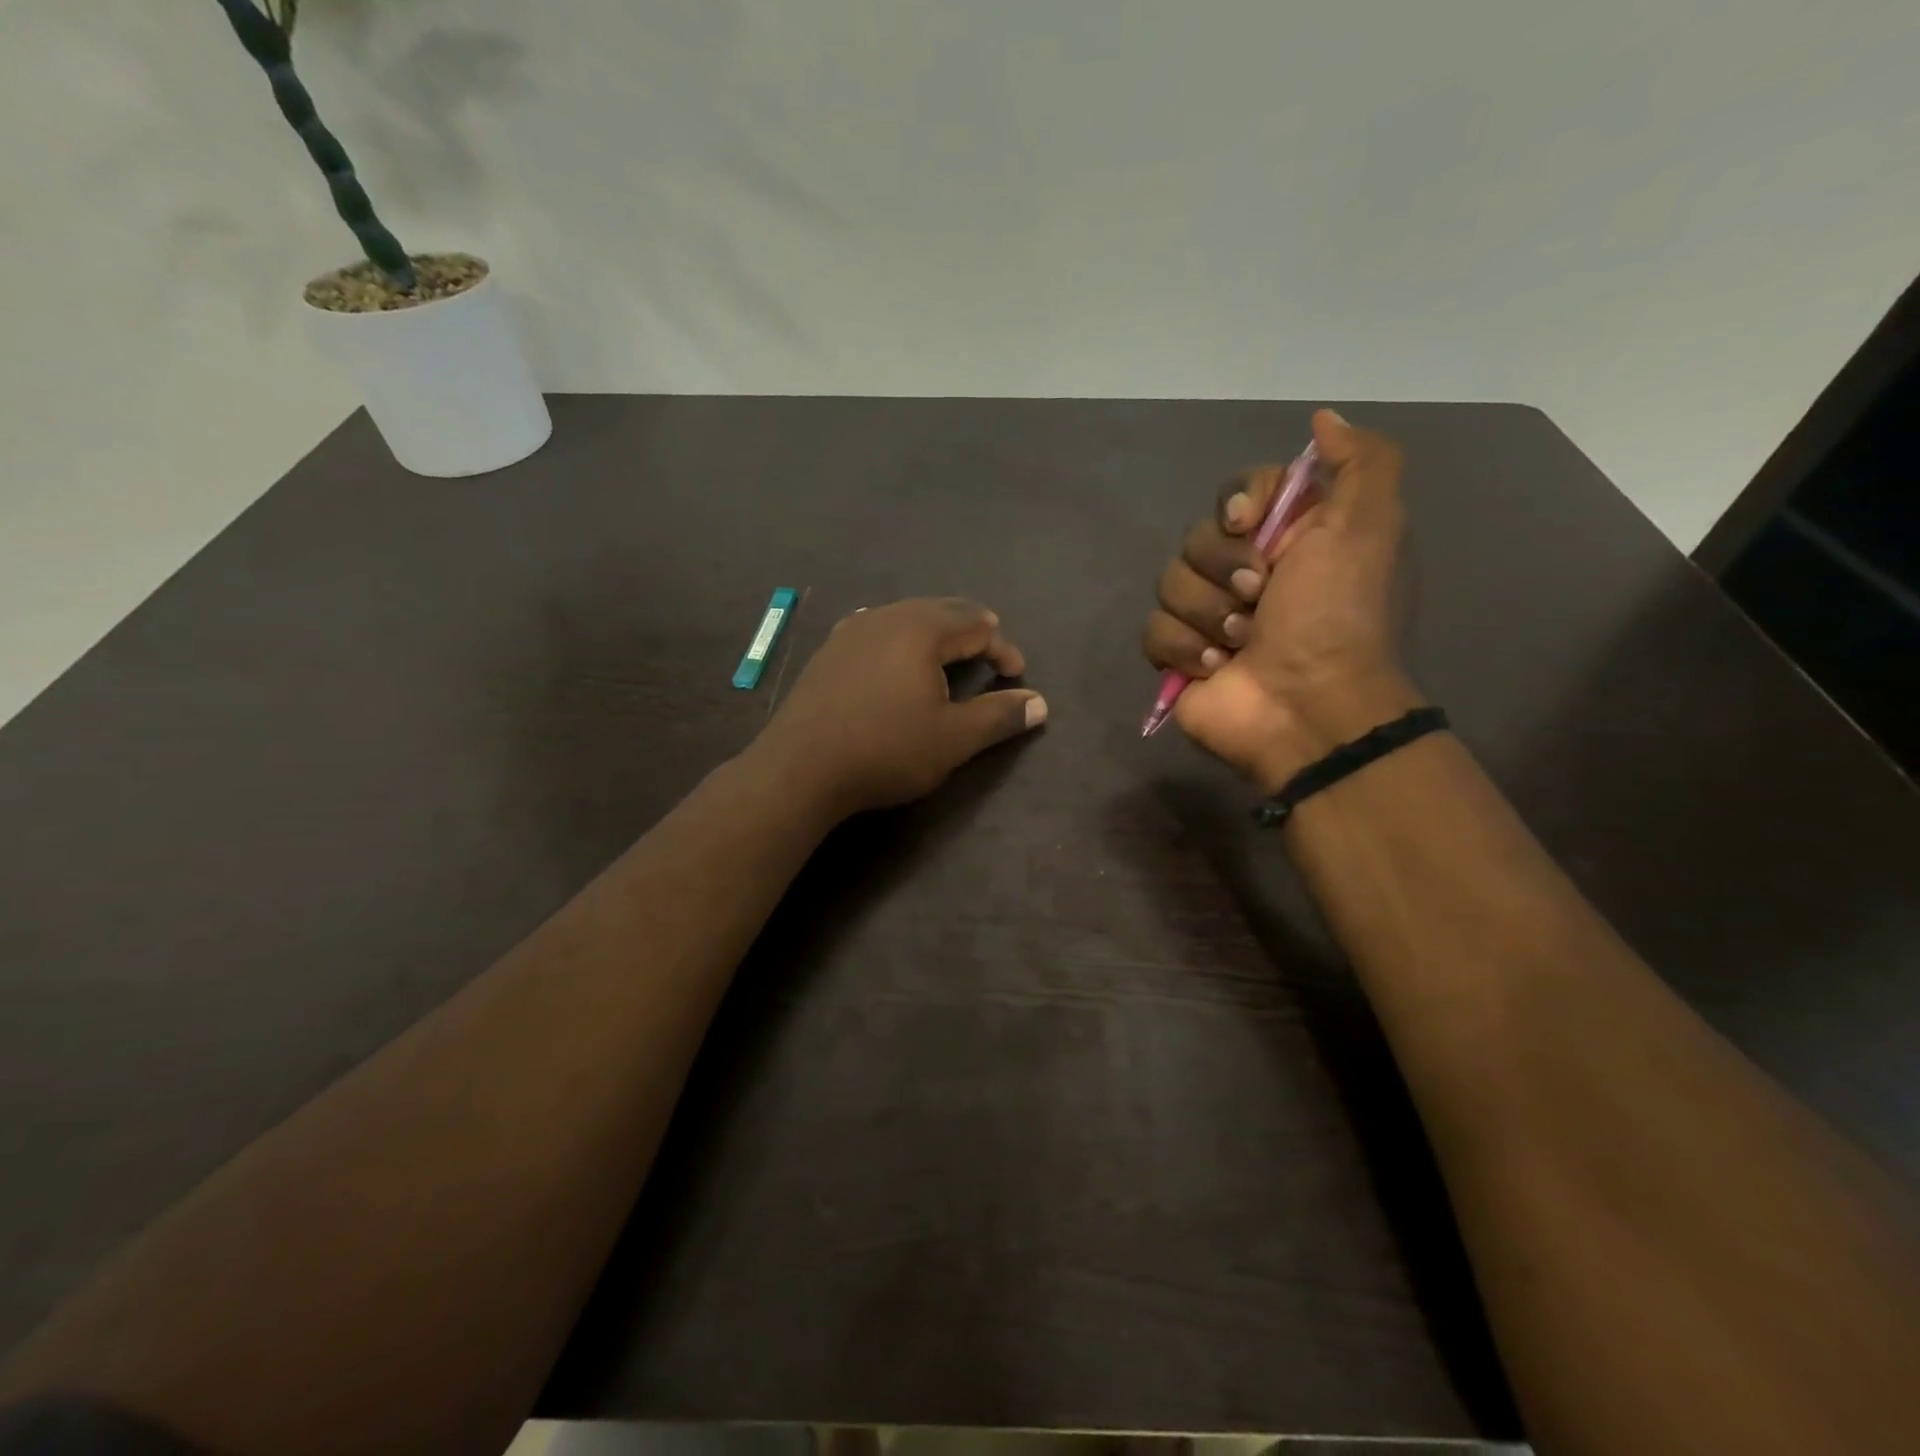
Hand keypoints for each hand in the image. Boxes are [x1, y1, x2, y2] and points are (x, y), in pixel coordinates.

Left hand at [760, 597, 1047, 816]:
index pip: (977, 624)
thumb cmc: (886, 750)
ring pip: (906, 617)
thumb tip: (1040, 703)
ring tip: (948, 657)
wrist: (800, 768)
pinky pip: (877, 631)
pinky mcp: (828, 651)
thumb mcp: (953, 739)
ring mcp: (851, 631)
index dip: (1003, 649)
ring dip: (935, 634)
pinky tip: (895, 659)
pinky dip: (901, 641)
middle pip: (942, 610)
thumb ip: (999, 716)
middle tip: (989, 656)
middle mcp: (886, 617)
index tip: (1016, 676)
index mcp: (921, 629)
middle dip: (972, 632)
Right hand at [1143, 409, 1422, 790]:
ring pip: (1170, 583)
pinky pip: (1153, 631)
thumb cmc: (1338, 616)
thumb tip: (1321, 420)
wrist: (1308, 707)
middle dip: (1224, 567)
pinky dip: (1184, 648)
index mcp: (1289, 540)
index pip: (1237, 494)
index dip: (1237, 504)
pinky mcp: (1179, 657)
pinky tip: (1216, 667)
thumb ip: (1361, 461)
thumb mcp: (1370, 526)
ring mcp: (1209, 617)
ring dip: (1208, 613)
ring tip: (1242, 642)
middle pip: (1197, 538)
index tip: (1249, 525)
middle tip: (1259, 598)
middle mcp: (1247, 573)